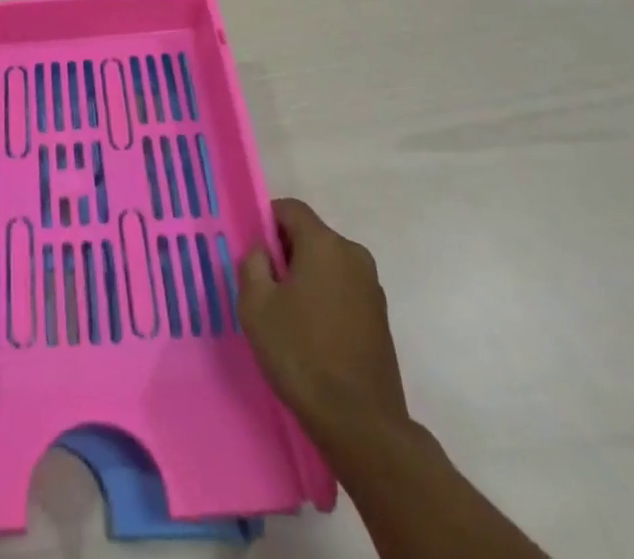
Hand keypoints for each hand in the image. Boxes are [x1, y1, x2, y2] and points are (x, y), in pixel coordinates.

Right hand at [239, 197, 409, 443]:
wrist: (361, 424)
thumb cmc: (301, 354)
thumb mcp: (256, 305)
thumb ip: (252, 264)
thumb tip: (263, 252)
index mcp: (325, 244)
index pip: (290, 209)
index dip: (266, 221)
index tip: (253, 252)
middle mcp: (353, 255)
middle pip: (311, 235)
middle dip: (285, 252)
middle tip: (264, 287)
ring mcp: (372, 287)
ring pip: (328, 264)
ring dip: (306, 277)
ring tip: (287, 316)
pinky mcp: (381, 318)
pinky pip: (343, 289)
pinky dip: (325, 298)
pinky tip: (312, 335)